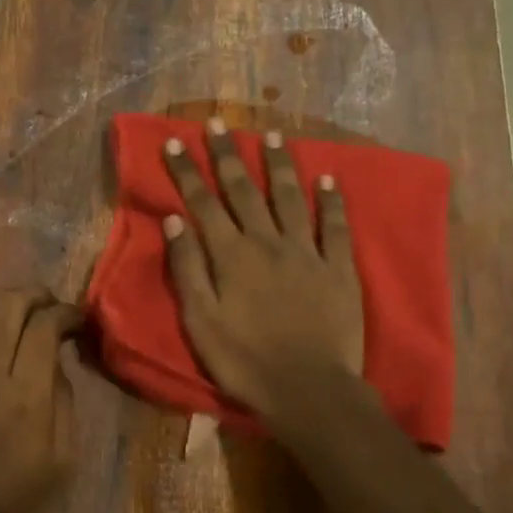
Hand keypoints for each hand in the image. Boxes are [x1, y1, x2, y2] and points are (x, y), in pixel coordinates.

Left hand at [0, 288, 83, 512]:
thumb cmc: (13, 505)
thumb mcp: (63, 461)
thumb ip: (63, 402)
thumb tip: (54, 363)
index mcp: (26, 394)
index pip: (45, 325)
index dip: (66, 312)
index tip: (77, 320)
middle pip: (6, 306)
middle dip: (33, 296)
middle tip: (47, 305)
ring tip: (10, 314)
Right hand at [162, 118, 363, 422]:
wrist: (308, 389)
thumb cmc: (245, 361)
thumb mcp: (200, 321)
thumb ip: (187, 269)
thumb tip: (173, 221)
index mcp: (231, 256)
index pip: (203, 204)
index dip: (187, 172)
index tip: (174, 142)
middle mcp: (268, 243)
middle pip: (245, 190)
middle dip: (228, 155)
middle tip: (218, 123)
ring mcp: (307, 252)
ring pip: (290, 198)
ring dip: (279, 166)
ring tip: (272, 136)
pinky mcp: (338, 269)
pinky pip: (335, 227)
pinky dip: (332, 201)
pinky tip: (329, 179)